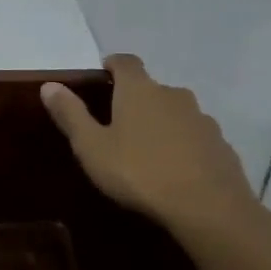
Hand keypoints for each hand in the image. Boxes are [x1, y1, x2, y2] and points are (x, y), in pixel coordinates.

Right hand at [41, 54, 265, 241]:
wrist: (209, 208)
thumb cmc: (139, 172)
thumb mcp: (92, 147)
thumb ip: (71, 115)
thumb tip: (49, 85)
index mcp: (139, 90)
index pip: (126, 62)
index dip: (113, 64)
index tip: (103, 74)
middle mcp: (173, 94)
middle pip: (152, 88)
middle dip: (136, 100)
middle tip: (119, 123)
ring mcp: (202, 119)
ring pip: (176, 113)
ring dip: (162, 123)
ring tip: (148, 150)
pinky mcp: (221, 145)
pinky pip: (195, 137)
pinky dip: (184, 145)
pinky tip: (176, 170)